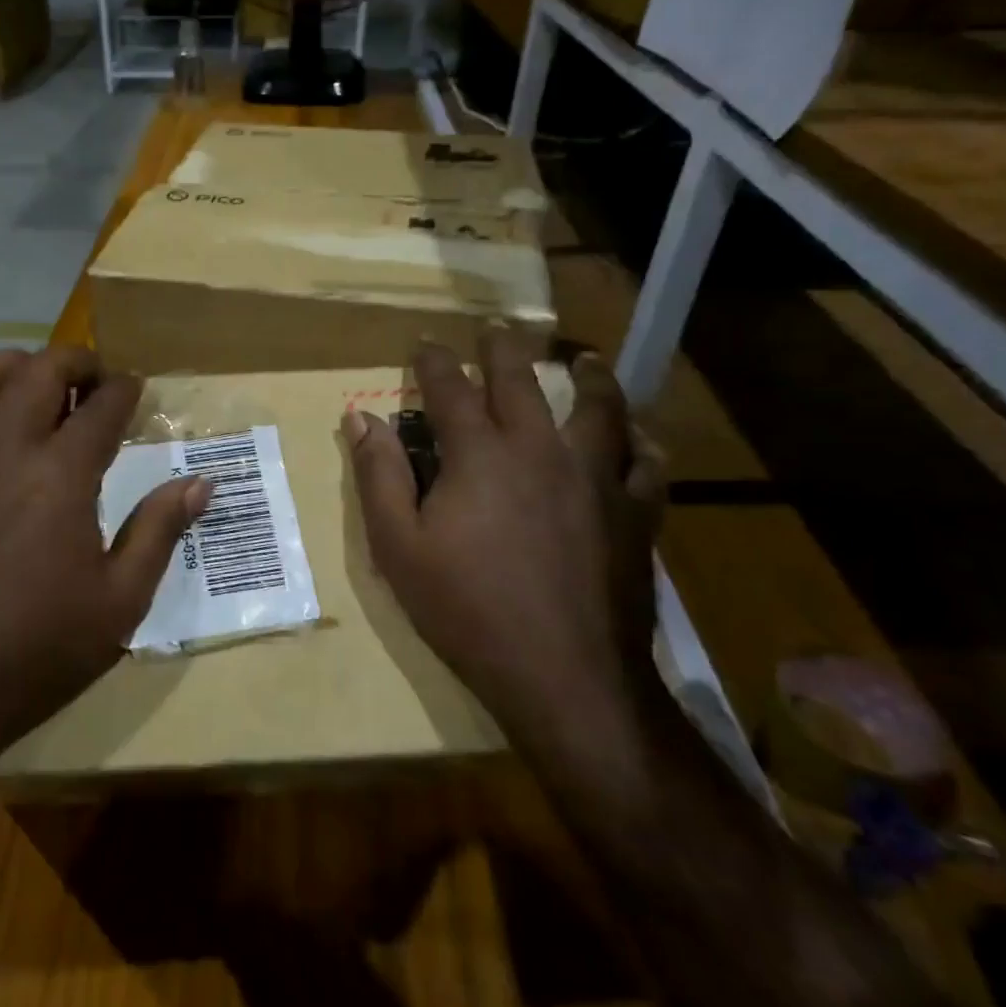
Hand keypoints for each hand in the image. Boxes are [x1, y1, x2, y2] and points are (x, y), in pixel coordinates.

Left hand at [0, 348, 209, 777]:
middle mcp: (6, 449)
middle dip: (76, 360)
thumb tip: (201, 483)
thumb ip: (160, 531)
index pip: (103, 405)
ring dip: (12, 365)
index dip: (127, 389)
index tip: (137, 389)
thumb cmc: (35, 650)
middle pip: (40, 370)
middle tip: (95, 378)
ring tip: (33, 380)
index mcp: (62, 474)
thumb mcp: (120, 602)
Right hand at [344, 331, 663, 739]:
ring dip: (588, 377)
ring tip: (582, 360)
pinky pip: (645, 466)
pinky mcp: (634, 515)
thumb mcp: (398, 546)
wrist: (564, 677)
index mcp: (480, 455)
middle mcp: (540, 449)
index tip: (424, 343)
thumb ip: (379, 475)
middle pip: (522, 382)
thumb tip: (359, 417)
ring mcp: (596, 479)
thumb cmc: (466, 609)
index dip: (433, 361)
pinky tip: (638, 438)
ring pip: (599, 409)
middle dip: (503, 349)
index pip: (450, 389)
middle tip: (496, 329)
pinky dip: (641, 444)